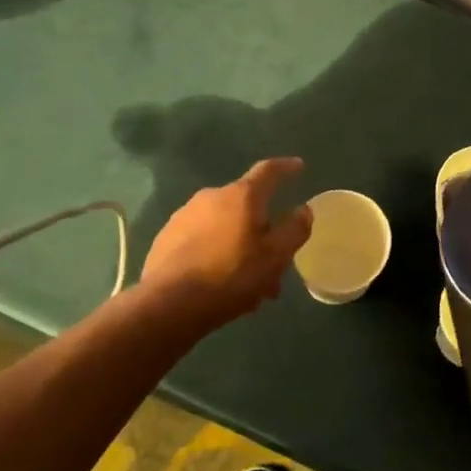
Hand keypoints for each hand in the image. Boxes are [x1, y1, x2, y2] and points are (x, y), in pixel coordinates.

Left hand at [138, 159, 312, 335]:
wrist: (170, 303)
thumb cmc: (232, 275)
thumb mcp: (276, 256)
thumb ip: (294, 229)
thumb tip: (304, 209)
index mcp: (242, 196)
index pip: (268, 171)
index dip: (286, 167)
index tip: (298, 166)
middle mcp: (211, 196)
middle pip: (246, 207)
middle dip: (263, 231)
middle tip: (275, 262)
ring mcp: (185, 215)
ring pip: (225, 227)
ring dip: (240, 247)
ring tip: (248, 282)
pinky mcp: (166, 237)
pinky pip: (203, 239)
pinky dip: (217, 253)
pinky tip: (220, 282)